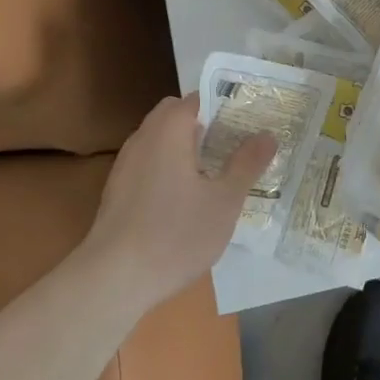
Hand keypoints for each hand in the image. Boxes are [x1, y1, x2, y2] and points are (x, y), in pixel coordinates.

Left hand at [83, 94, 275, 314]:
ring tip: (213, 174)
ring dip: (184, 147)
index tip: (248, 122)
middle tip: (232, 147)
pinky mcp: (116, 191)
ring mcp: (125, 164)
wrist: (111, 281)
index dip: (224, 105)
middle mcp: (144, 137)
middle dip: (204, 125)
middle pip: (175, 115)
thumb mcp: (224, 201)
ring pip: (159, 140)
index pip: (198, 98)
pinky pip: (148, 163)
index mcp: (169, 129)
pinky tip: (183, 201)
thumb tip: (268, 134)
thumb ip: (247, 164)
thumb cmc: (174, 234)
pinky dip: (167, 168)